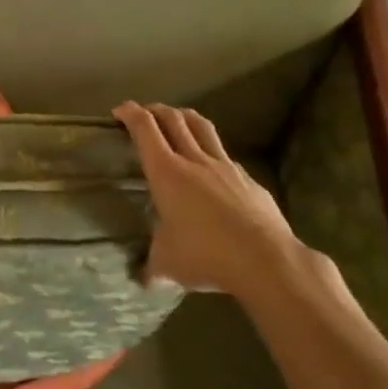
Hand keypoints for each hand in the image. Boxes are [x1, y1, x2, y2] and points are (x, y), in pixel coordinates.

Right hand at [114, 101, 301, 295]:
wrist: (267, 261)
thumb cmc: (206, 255)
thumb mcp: (168, 264)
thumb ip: (153, 265)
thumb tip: (144, 279)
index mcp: (166, 172)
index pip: (145, 129)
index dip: (130, 113)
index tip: (119, 110)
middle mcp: (194, 160)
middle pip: (172, 119)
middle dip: (154, 109)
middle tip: (143, 112)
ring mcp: (225, 167)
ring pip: (202, 127)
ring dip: (184, 117)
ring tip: (177, 119)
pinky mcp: (249, 180)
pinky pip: (225, 156)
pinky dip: (212, 152)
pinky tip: (212, 169)